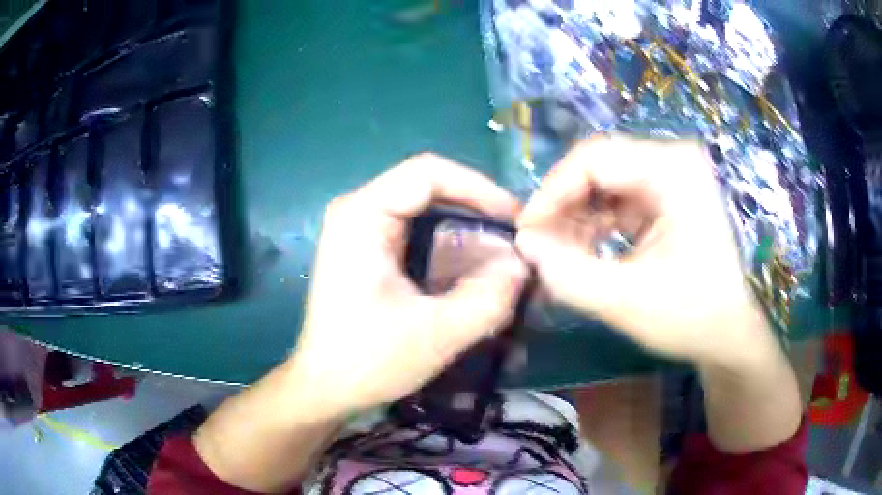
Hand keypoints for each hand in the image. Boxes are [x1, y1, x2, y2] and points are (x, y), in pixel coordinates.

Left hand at [290, 154, 528, 417]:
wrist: (326, 388)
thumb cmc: (368, 360)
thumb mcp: (437, 333)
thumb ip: (489, 298)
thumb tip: (524, 265)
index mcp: (362, 215)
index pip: (428, 173)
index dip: (480, 188)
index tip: (516, 219)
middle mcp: (358, 211)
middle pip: (430, 191)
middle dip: (477, 214)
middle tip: (515, 243)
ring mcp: (361, 231)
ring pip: (427, 214)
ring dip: (467, 235)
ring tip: (502, 262)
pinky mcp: (369, 251)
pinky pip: (418, 235)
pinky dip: (450, 251)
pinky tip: (474, 276)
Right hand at [516, 137, 775, 368]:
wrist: (734, 334)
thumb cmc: (694, 316)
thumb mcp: (627, 301)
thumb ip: (568, 274)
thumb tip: (523, 244)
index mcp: (673, 170)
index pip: (594, 158)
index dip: (552, 192)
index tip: (527, 232)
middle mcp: (674, 161)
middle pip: (600, 168)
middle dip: (564, 207)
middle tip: (539, 246)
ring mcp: (675, 178)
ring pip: (607, 184)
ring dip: (579, 218)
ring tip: (559, 254)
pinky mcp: (671, 199)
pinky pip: (622, 200)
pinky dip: (598, 225)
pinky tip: (586, 251)